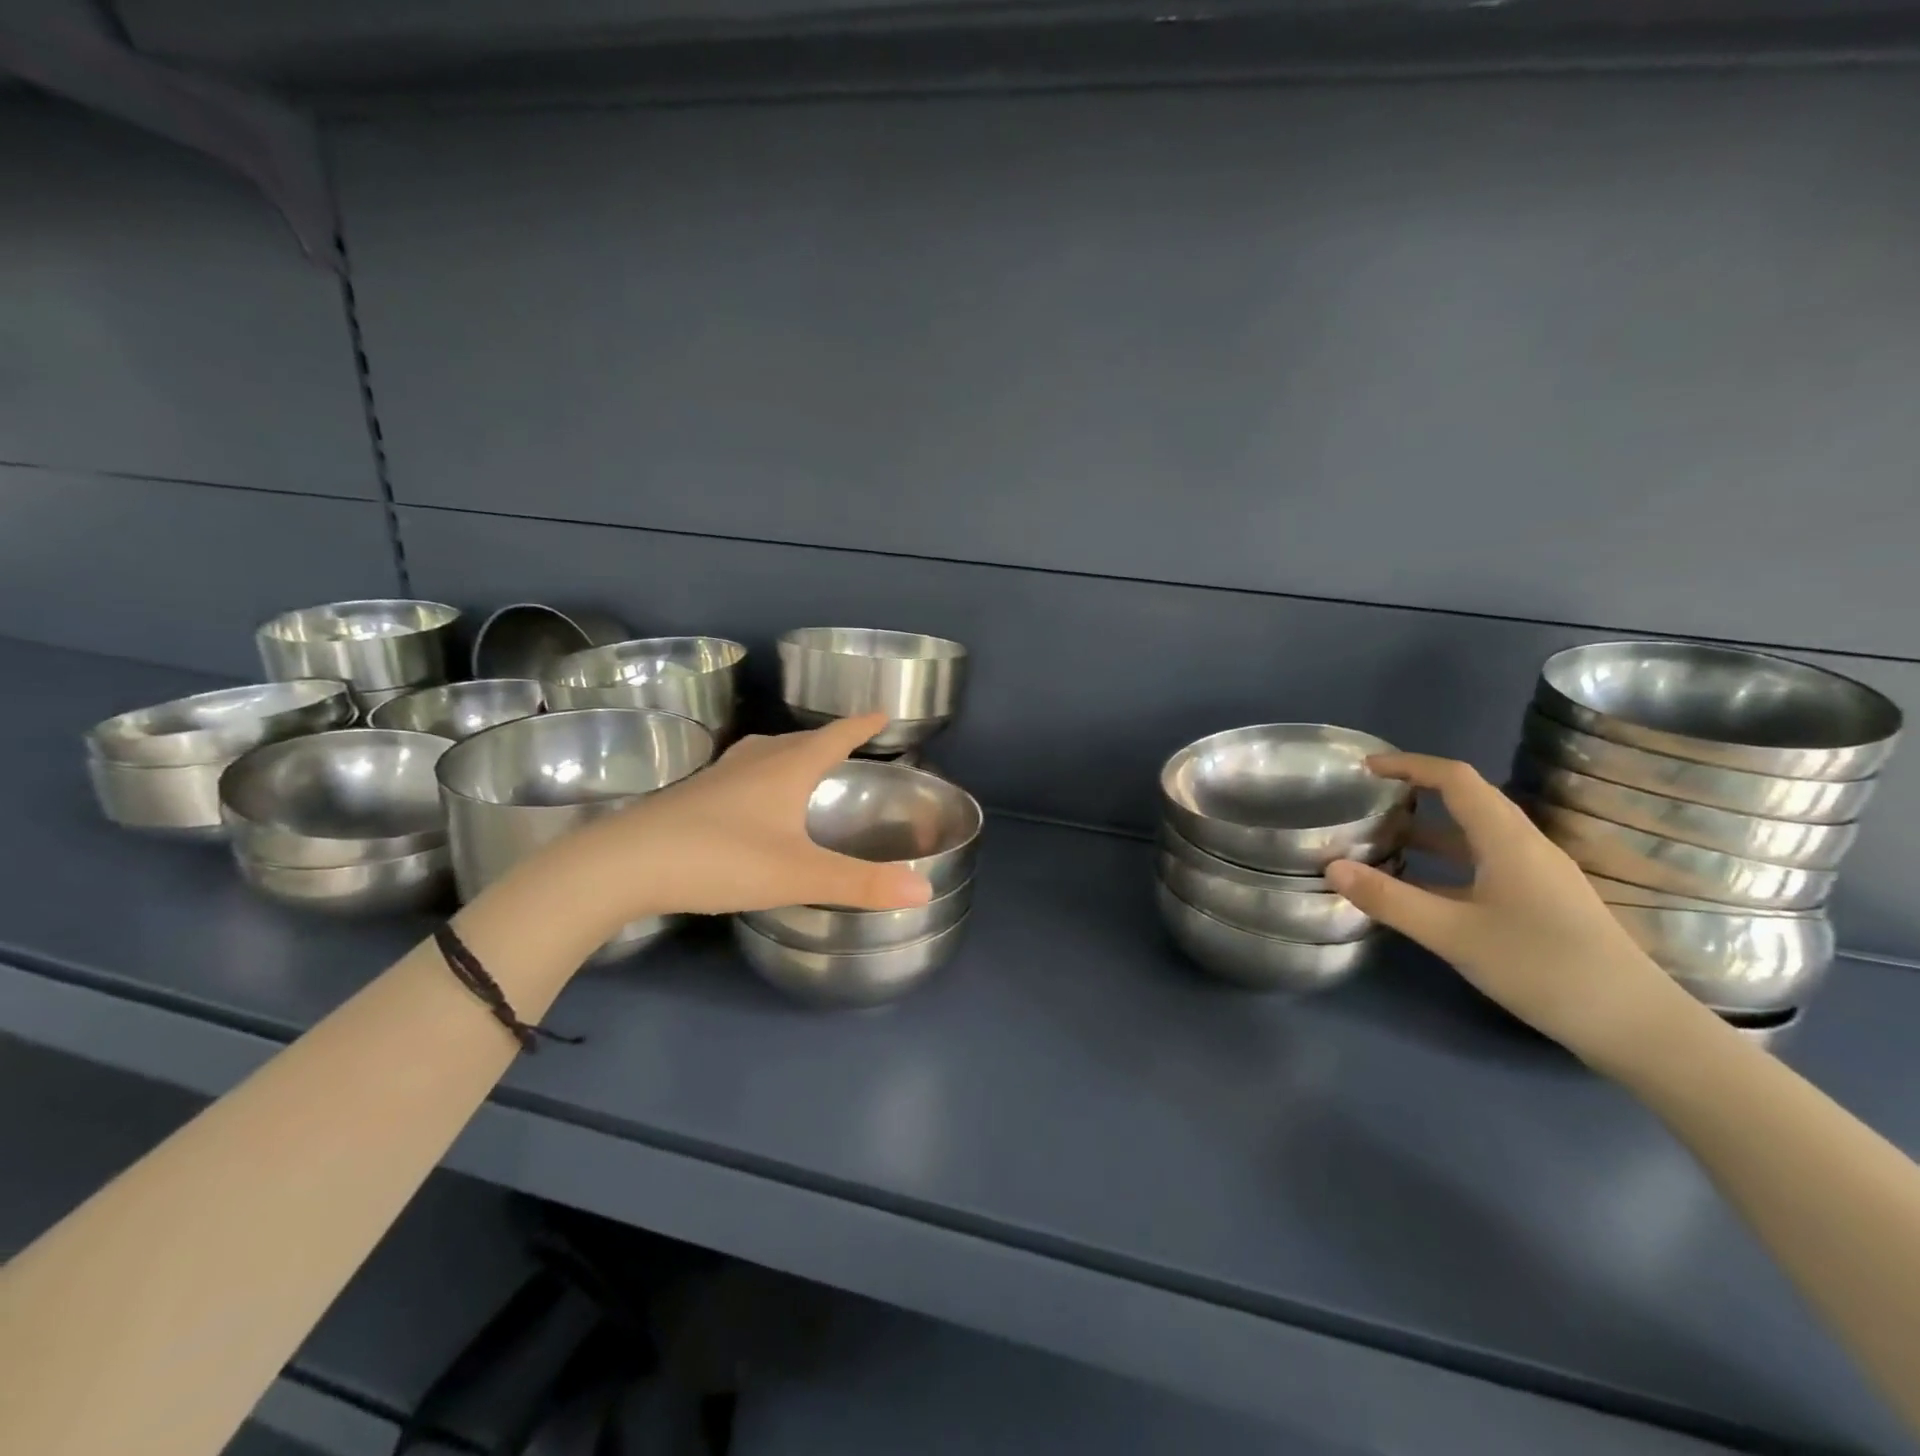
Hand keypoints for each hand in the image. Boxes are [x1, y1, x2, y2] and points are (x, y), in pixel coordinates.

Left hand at [556, 712, 934, 929]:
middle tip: (846, 741)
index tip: (881, 712)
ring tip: (799, 761)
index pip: (833, 738)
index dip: (860, 726)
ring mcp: (717, 779)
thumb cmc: (722, 859)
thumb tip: (926, 890)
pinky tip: (749, 798)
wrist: (625, 865)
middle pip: (797, 741)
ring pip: (762, 754)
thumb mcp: (799, 875)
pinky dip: (758, 774)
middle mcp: (753, 764)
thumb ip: (861, 884)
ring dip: (788, 752)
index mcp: (785, 769)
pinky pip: (738, 774)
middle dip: (825, 738)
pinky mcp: (690, 799)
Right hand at [1323, 754, 1698, 1063]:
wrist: (1636, 1026)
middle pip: (1467, 801)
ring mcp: (1537, 876)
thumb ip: (1390, 899)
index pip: (1455, 778)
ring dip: (1429, 831)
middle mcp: (1525, 847)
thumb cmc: (1543, 967)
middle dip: (1416, 793)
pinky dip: (1445, 864)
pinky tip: (1420, 888)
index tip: (1366, 767)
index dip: (1409, 765)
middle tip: (1367, 801)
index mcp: (1507, 840)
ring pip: (1474, 836)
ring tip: (1382, 839)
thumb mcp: (1453, 934)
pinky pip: (1483, 865)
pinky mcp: (1541, 903)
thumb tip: (1331, 866)